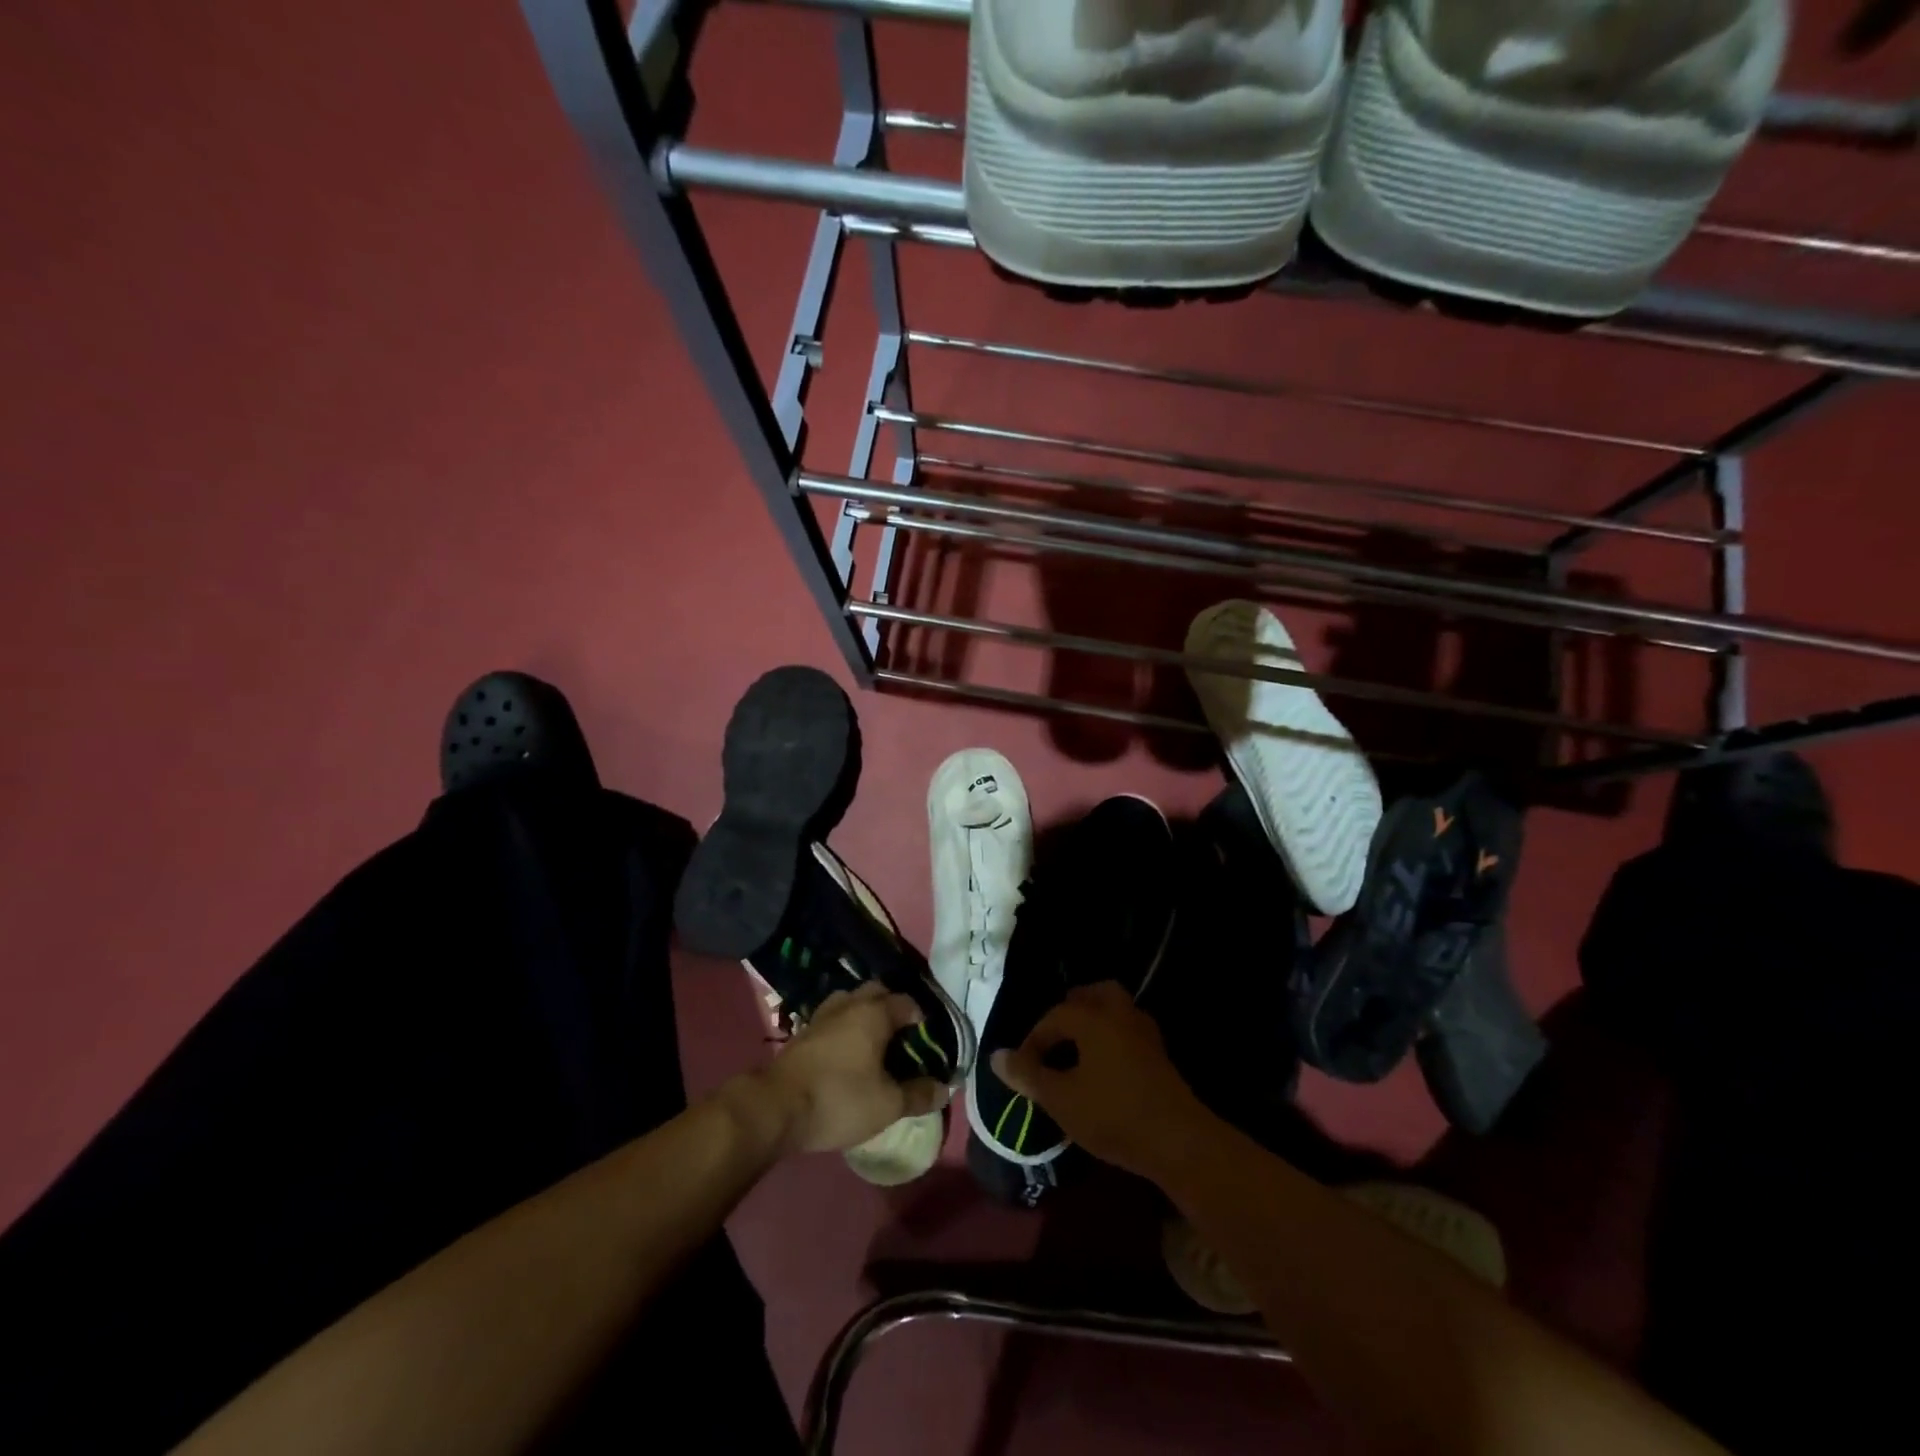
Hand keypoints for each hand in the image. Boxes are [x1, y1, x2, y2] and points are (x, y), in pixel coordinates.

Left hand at [762, 983, 949, 1153]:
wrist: (776, 1107)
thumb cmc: (839, 1099)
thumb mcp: (887, 1105)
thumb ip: (919, 1095)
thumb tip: (946, 1087)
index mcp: (875, 1012)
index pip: (908, 1003)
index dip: (923, 1020)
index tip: (929, 1041)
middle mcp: (850, 1003)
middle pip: (878, 992)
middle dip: (893, 1007)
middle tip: (904, 1037)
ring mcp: (823, 1015)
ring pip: (852, 1001)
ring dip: (866, 1013)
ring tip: (876, 1041)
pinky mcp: (804, 1032)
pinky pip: (834, 1018)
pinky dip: (846, 1026)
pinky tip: (848, 1051)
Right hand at [992, 982, 1208, 1180]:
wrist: (1178, 1141)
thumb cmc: (1113, 1114)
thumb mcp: (1060, 1099)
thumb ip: (1028, 1075)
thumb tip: (997, 1055)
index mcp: (1093, 1017)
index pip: (1053, 1017)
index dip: (1033, 1041)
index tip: (1023, 1070)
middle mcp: (1120, 1013)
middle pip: (1093, 995)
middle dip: (1071, 1011)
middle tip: (1055, 1039)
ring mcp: (1144, 1032)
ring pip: (1115, 1010)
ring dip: (1094, 1023)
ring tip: (1077, 1053)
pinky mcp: (1159, 1054)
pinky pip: (1128, 1031)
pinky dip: (1112, 1038)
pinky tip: (1103, 1068)